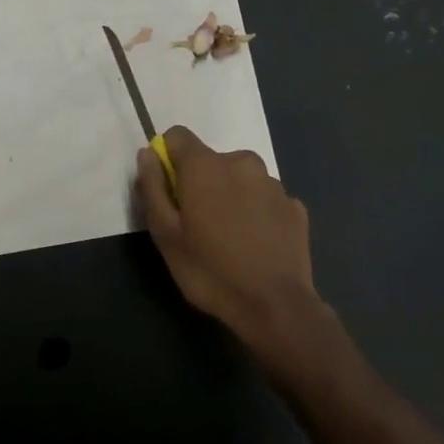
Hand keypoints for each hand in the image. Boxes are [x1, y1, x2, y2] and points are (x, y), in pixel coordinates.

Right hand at [136, 127, 326, 354]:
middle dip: (201, 183)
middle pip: (211, 160)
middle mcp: (242, 162)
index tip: (169, 192)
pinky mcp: (295, 206)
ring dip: (231, 197)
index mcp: (206, 165)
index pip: (178, 136)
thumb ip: (152, 188)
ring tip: (230, 238)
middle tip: (198, 226)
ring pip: (240, 179)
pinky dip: (256, 213)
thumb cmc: (210, 270)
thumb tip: (147, 154)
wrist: (275, 306)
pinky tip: (256, 245)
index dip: (168, 159)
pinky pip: (265, 199)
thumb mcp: (165, 235)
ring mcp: (273, 183)